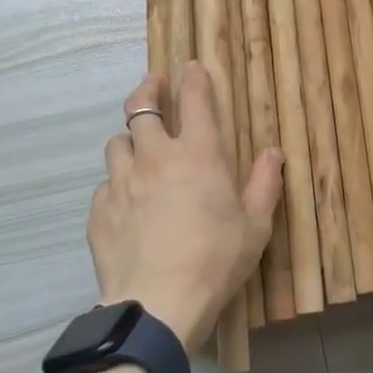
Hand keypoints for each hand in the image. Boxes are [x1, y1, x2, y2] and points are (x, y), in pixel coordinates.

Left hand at [89, 62, 283, 352]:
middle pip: (141, 108)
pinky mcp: (99, 210)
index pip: (195, 99)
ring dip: (129, 139)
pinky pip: (104, 184)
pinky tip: (124, 201)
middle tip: (154, 84)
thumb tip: (273, 152)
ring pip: (117, 142)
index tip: (191, 67)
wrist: (157, 305)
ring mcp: (121, 182)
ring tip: (137, 147)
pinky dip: (115, 184)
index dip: (193, 78)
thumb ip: (265, 184)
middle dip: (148, 90)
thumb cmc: (215, 261)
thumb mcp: (255, 227)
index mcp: (198, 154)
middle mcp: (156, 157)